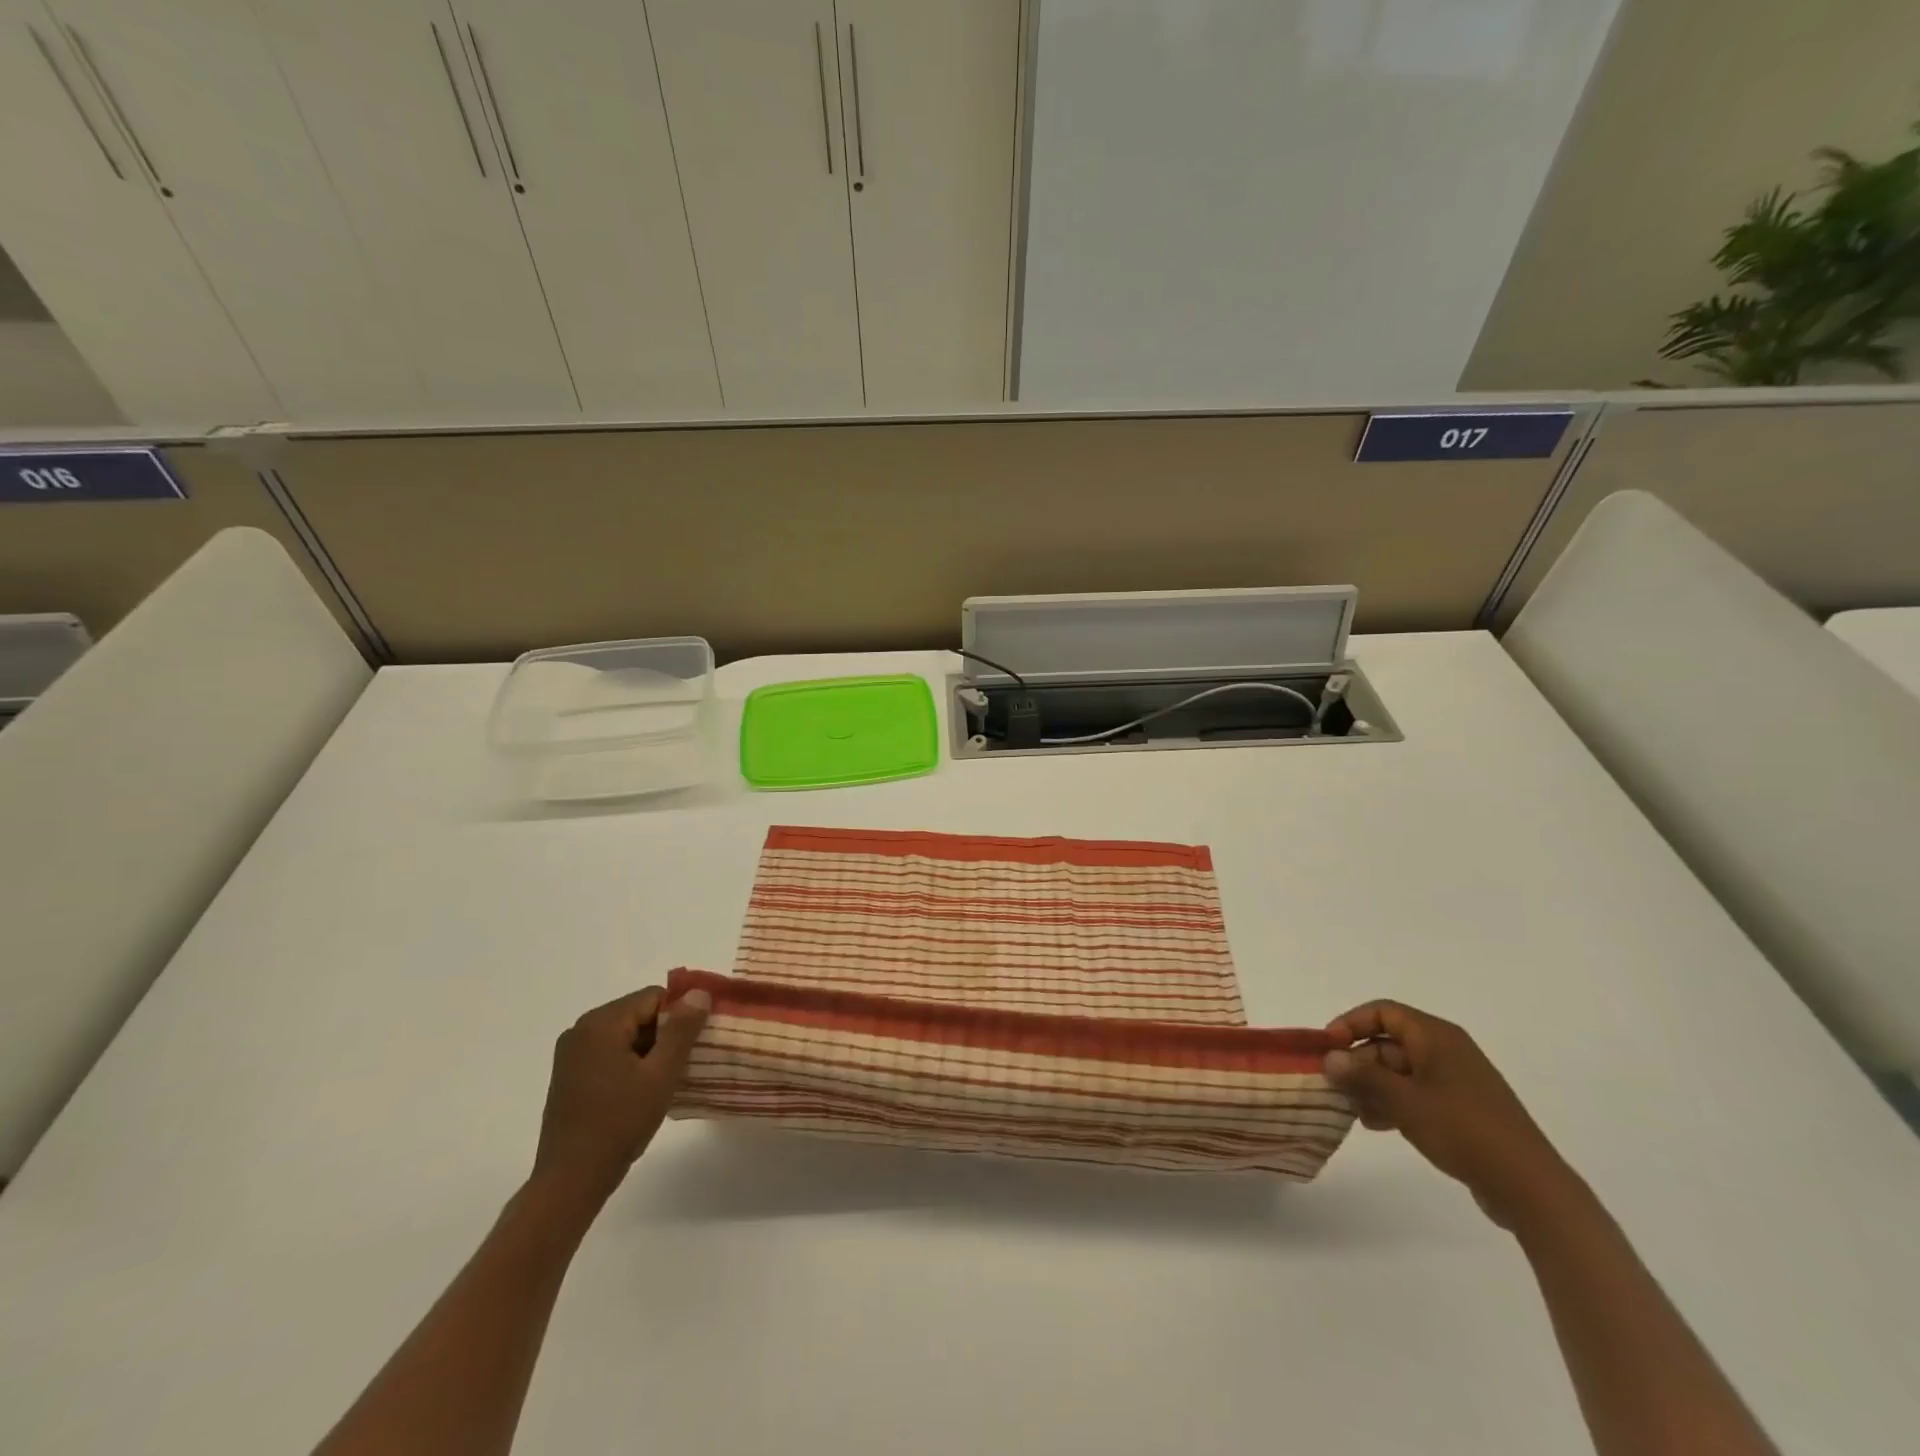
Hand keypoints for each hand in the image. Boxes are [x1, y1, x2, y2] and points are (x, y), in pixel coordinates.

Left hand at [532, 986, 709, 1201]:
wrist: (570, 1181)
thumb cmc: (619, 1123)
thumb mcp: (661, 1074)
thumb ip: (682, 1029)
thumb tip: (699, 993)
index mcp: (601, 1023)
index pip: (653, 997)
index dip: (680, 1015)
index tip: (696, 1042)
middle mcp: (581, 1030)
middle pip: (638, 1014)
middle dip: (665, 1033)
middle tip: (684, 1063)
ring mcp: (571, 1054)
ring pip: (626, 1035)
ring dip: (649, 1050)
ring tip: (666, 1080)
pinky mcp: (569, 1075)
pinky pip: (610, 1053)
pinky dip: (631, 1063)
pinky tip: (642, 1091)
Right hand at [1323, 1000, 1578, 1228]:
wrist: (1530, 1187)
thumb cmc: (1464, 1130)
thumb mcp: (1405, 1101)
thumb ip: (1363, 1076)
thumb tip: (1329, 1057)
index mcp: (1436, 1036)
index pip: (1382, 1012)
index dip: (1350, 1024)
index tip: (1327, 1049)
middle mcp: (1445, 1050)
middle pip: (1388, 1043)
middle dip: (1358, 1064)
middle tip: (1335, 1088)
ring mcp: (1455, 1081)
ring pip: (1399, 1071)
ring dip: (1372, 1087)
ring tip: (1353, 1111)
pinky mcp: (1461, 1109)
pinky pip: (1416, 1094)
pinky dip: (1393, 1103)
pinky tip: (1377, 1125)